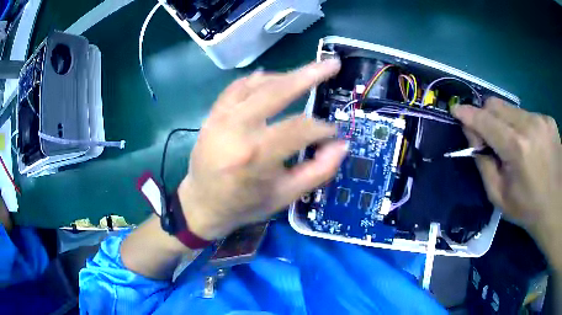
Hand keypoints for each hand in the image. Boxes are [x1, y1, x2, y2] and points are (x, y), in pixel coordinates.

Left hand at [177, 59, 346, 240]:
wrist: (203, 205)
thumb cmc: (245, 204)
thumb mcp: (286, 196)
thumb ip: (318, 171)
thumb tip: (341, 145)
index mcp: (257, 156)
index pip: (300, 129)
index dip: (323, 129)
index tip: (333, 133)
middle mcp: (237, 130)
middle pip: (277, 91)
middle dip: (309, 75)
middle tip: (331, 64)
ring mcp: (221, 118)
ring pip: (257, 85)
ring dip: (284, 77)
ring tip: (306, 74)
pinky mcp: (212, 115)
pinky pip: (236, 88)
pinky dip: (255, 80)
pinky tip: (270, 78)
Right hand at [452, 98, 561, 261]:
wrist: (556, 208)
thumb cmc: (527, 209)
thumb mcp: (499, 196)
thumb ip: (483, 163)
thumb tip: (473, 136)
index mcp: (517, 148)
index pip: (485, 120)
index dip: (468, 114)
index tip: (456, 110)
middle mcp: (530, 125)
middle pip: (496, 104)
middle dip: (486, 116)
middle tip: (488, 136)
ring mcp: (541, 119)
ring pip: (511, 108)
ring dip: (506, 123)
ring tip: (514, 146)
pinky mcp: (548, 119)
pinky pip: (527, 114)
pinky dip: (522, 126)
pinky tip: (530, 145)